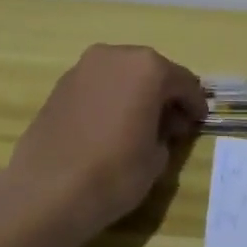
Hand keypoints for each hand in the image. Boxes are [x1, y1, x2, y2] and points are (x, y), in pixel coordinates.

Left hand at [4, 44, 207, 232]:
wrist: (48, 191)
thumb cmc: (115, 172)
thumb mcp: (157, 158)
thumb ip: (165, 133)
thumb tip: (158, 127)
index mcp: (148, 68)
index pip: (183, 82)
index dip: (195, 104)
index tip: (199, 121)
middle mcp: (115, 56)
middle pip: (150, 71)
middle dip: (164, 94)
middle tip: (171, 123)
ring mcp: (83, 68)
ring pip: (121, 76)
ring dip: (135, 94)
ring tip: (139, 125)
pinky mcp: (60, 85)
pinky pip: (98, 86)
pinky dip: (110, 100)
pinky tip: (111, 126)